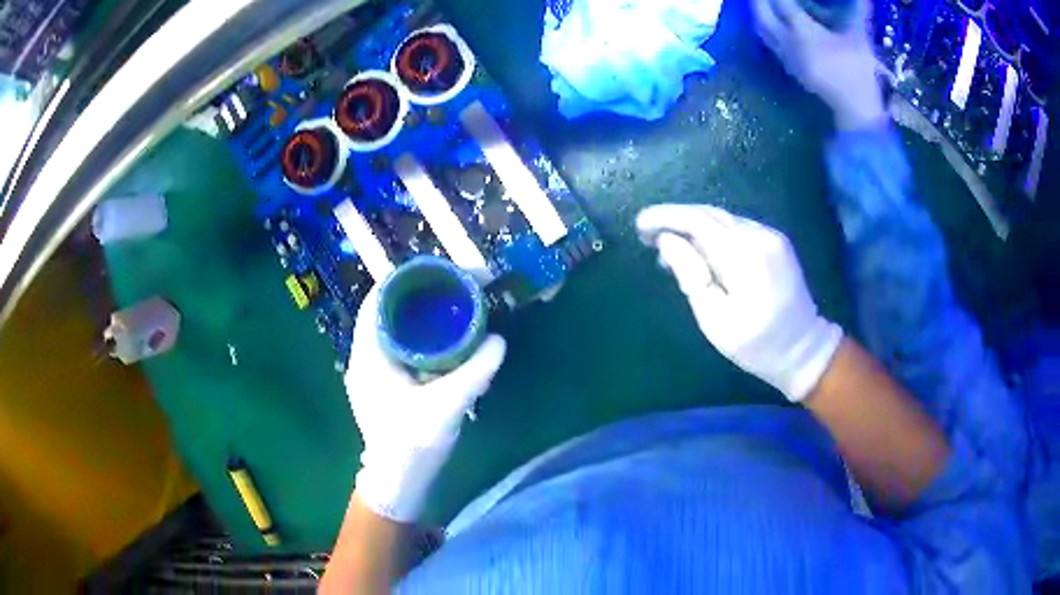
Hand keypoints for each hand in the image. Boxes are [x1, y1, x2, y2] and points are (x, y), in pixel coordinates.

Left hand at [345, 287, 505, 521]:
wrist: (397, 483)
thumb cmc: (410, 444)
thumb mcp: (445, 406)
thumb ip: (473, 372)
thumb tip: (498, 340)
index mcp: (369, 354)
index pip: (378, 300)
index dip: (405, 281)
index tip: (439, 273)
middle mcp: (368, 356)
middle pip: (390, 311)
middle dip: (421, 296)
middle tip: (456, 289)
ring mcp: (377, 372)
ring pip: (398, 330)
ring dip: (424, 317)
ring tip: (456, 308)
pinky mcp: (389, 385)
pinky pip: (405, 349)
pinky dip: (425, 339)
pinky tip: (450, 342)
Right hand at [637, 204, 842, 401]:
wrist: (804, 349)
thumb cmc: (757, 346)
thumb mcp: (716, 321)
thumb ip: (691, 277)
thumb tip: (667, 241)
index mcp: (747, 258)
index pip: (699, 222)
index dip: (666, 217)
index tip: (639, 224)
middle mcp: (761, 236)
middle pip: (710, 214)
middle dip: (676, 219)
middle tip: (647, 236)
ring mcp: (772, 236)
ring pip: (723, 219)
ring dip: (692, 226)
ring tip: (668, 246)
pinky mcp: (776, 241)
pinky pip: (736, 227)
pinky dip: (712, 232)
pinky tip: (700, 249)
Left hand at [752, 0, 884, 130]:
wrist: (856, 108)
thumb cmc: (859, 70)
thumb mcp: (859, 38)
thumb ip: (859, 11)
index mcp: (804, 32)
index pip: (782, 4)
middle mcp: (788, 42)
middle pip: (762, 15)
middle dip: (759, 0)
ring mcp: (787, 57)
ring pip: (761, 30)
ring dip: (758, 13)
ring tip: (761, 3)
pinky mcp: (789, 68)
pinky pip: (770, 42)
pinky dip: (766, 28)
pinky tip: (772, 24)